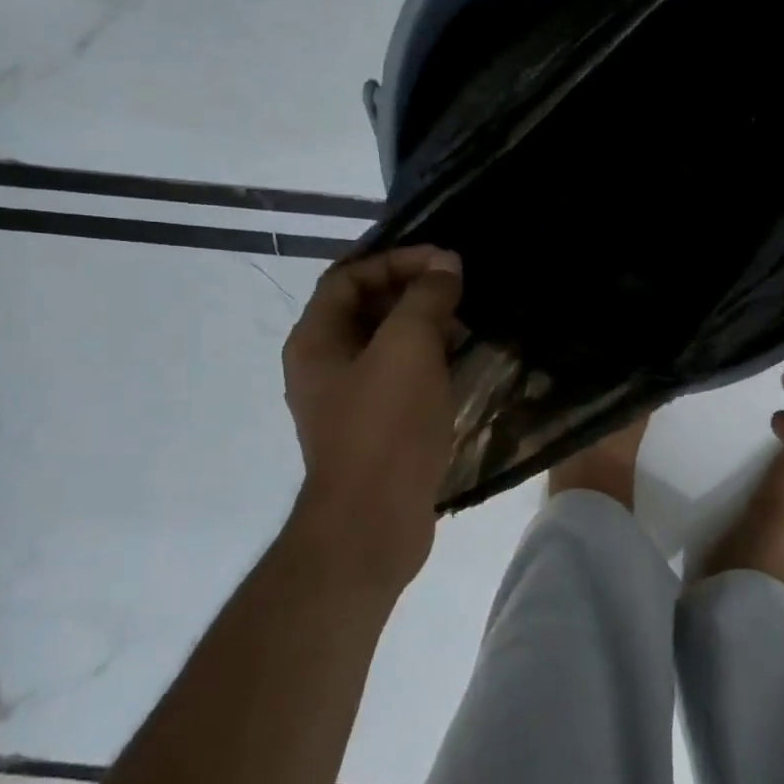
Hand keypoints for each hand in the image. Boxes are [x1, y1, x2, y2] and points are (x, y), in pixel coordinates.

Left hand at [281, 246, 462, 598]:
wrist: (374, 522)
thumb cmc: (386, 426)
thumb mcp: (408, 348)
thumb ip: (426, 297)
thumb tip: (444, 264)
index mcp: (316, 341)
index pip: (348, 277)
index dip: (395, 260)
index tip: (443, 263)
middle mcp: (323, 366)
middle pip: (365, 309)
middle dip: (412, 291)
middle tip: (459, 291)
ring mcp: (347, 401)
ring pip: (385, 345)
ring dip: (423, 327)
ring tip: (467, 324)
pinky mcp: (373, 428)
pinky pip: (398, 378)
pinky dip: (426, 362)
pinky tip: (460, 365)